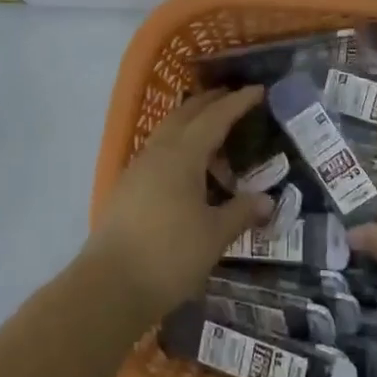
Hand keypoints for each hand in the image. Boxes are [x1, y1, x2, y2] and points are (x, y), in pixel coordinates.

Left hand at [84, 87, 273, 324]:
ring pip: (168, 133)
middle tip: (234, 99)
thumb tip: (267, 199)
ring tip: (216, 137)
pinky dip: (179, 149)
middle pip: (186, 115)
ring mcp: (137, 169)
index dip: (238, 103)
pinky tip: (189, 172)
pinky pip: (158, 154)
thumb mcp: (214, 235)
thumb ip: (241, 212)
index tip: (258, 90)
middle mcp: (158, 152)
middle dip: (210, 103)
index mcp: (182, 155)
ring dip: (192, 126)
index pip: (215, 118)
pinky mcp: (127, 189)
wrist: (109, 287)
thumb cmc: (169, 255)